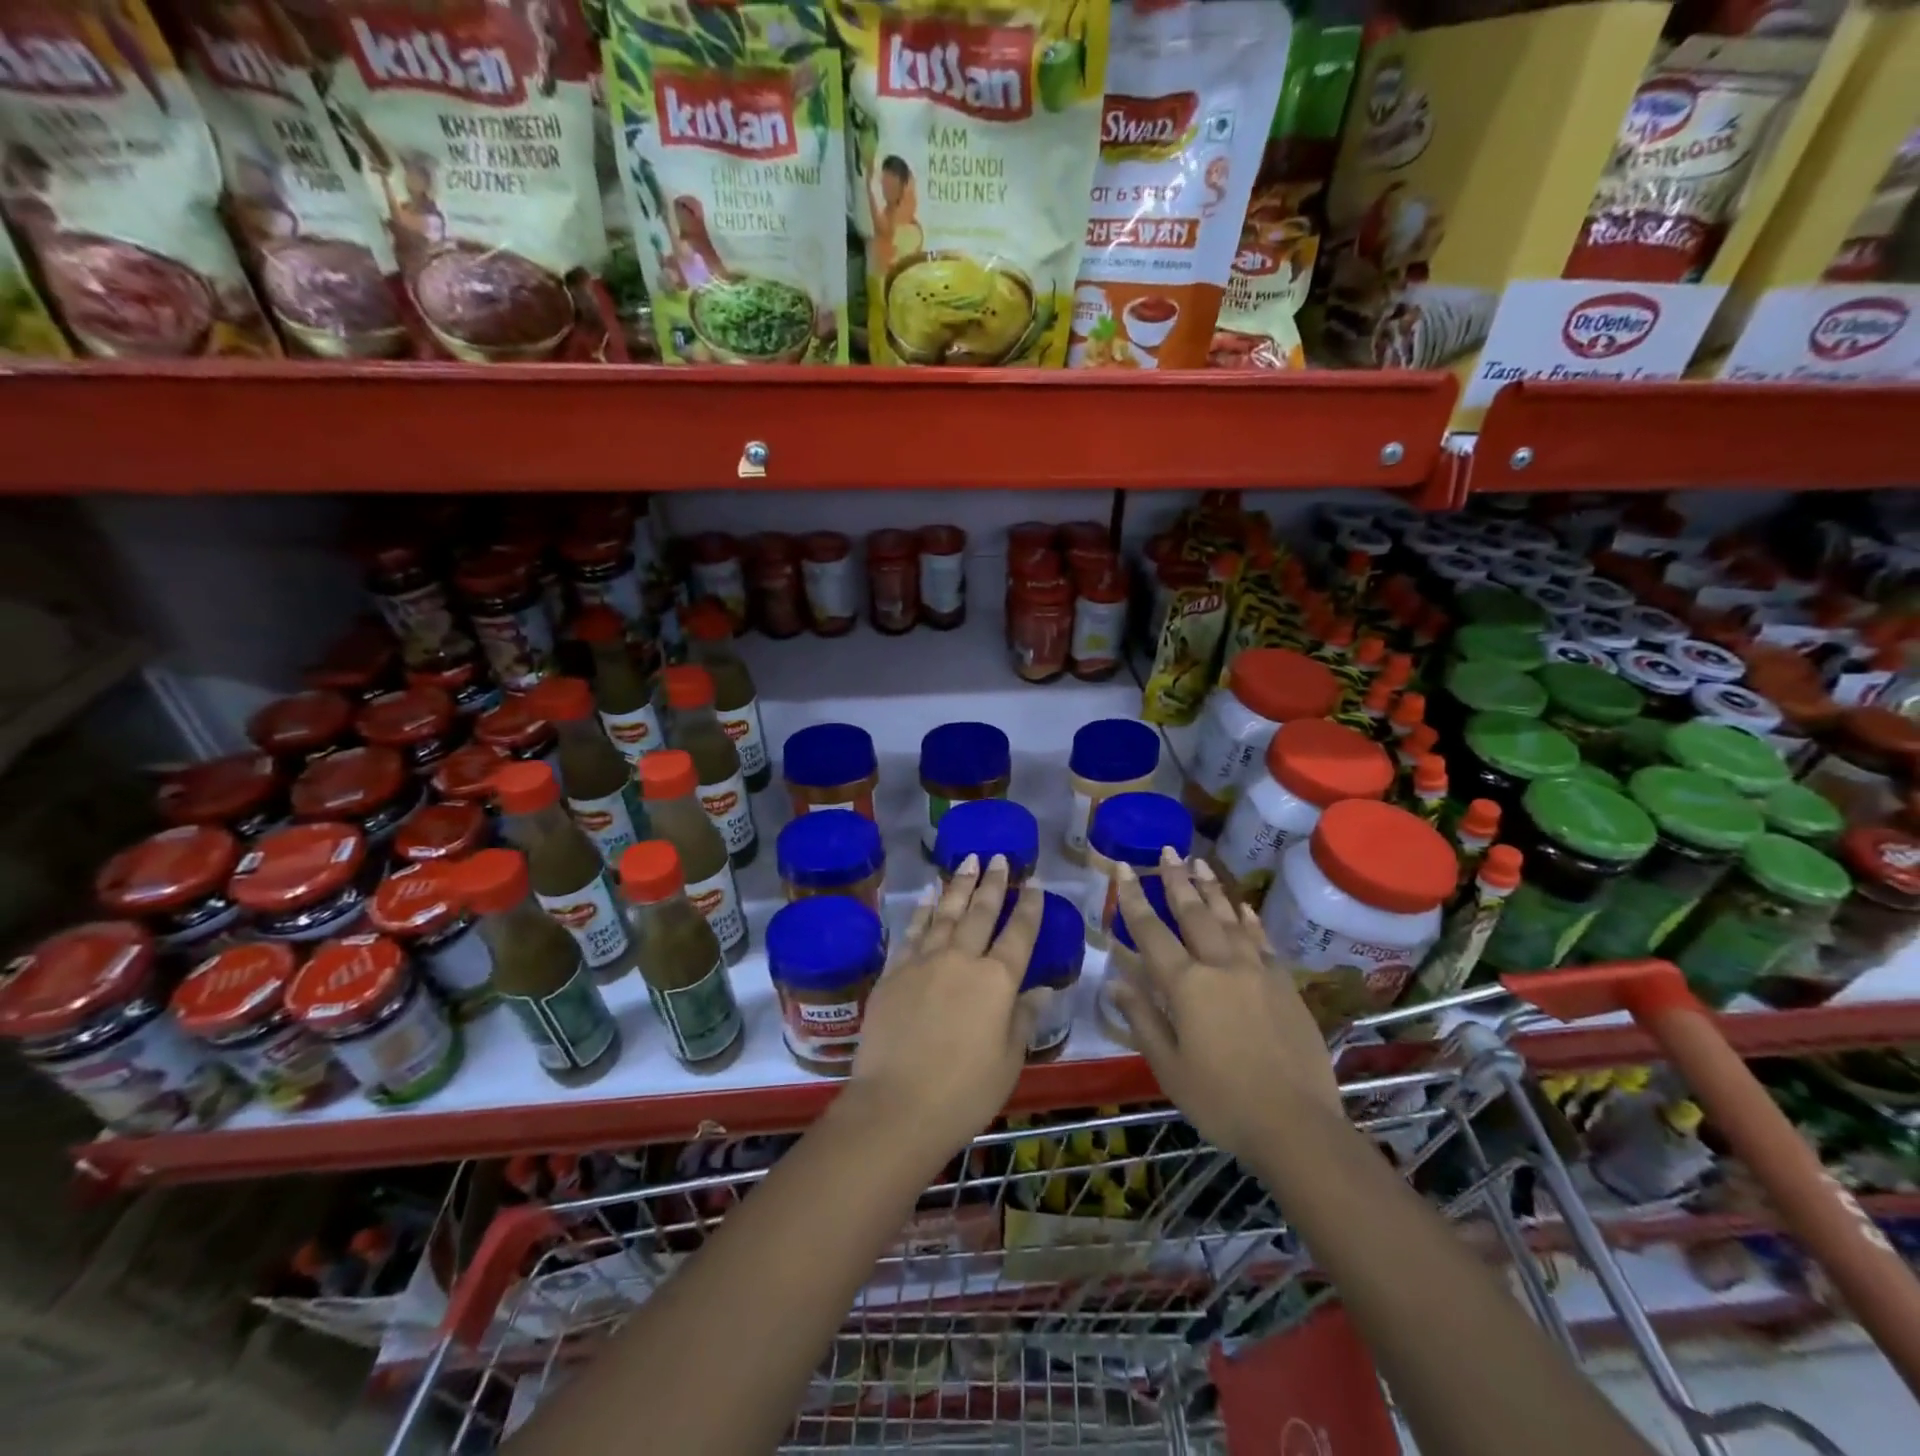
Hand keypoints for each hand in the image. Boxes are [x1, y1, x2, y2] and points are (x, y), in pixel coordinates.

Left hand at [841, 855, 1042, 1167]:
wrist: (896, 1105)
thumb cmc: (964, 1092)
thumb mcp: (1008, 1060)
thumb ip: (1024, 1018)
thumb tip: (1043, 989)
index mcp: (997, 981)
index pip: (1018, 933)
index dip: (1029, 906)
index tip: (1034, 882)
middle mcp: (961, 960)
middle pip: (981, 912)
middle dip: (992, 882)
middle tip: (997, 856)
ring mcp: (923, 961)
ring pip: (945, 913)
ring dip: (958, 885)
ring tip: (967, 860)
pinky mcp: (893, 972)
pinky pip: (912, 931)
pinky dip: (923, 910)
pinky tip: (929, 895)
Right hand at [1107, 853, 1341, 1163]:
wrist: (1296, 1125)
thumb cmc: (1221, 1101)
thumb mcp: (1168, 1067)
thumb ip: (1143, 1019)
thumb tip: (1117, 982)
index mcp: (1186, 985)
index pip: (1152, 931)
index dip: (1134, 898)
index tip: (1124, 867)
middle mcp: (1220, 966)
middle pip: (1193, 913)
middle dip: (1176, 880)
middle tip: (1167, 851)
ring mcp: (1257, 971)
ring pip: (1229, 918)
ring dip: (1212, 889)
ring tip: (1200, 862)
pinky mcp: (1284, 984)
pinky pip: (1262, 940)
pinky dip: (1249, 919)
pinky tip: (1242, 906)